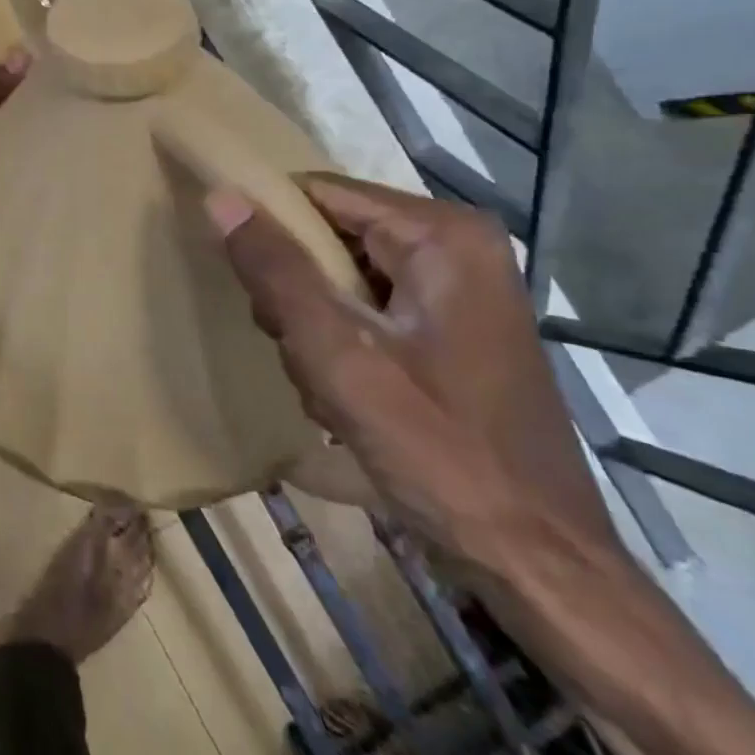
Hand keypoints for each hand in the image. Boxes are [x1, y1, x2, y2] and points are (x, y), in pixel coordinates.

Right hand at [204, 173, 619, 575]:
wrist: (535, 560)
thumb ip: (277, 271)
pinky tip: (345, 397)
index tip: (244, 281)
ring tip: (326, 386)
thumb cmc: (440, 451)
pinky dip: (340, 349)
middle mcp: (455, 248)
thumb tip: (220, 196)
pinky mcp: (448, 331)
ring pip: (338, 278)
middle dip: (296, 294)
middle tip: (298, 350)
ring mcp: (455, 291)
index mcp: (441, 235)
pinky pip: (364, 312)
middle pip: (329, 237)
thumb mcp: (340, 356)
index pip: (318, 194)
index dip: (269, 227)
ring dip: (313, 330)